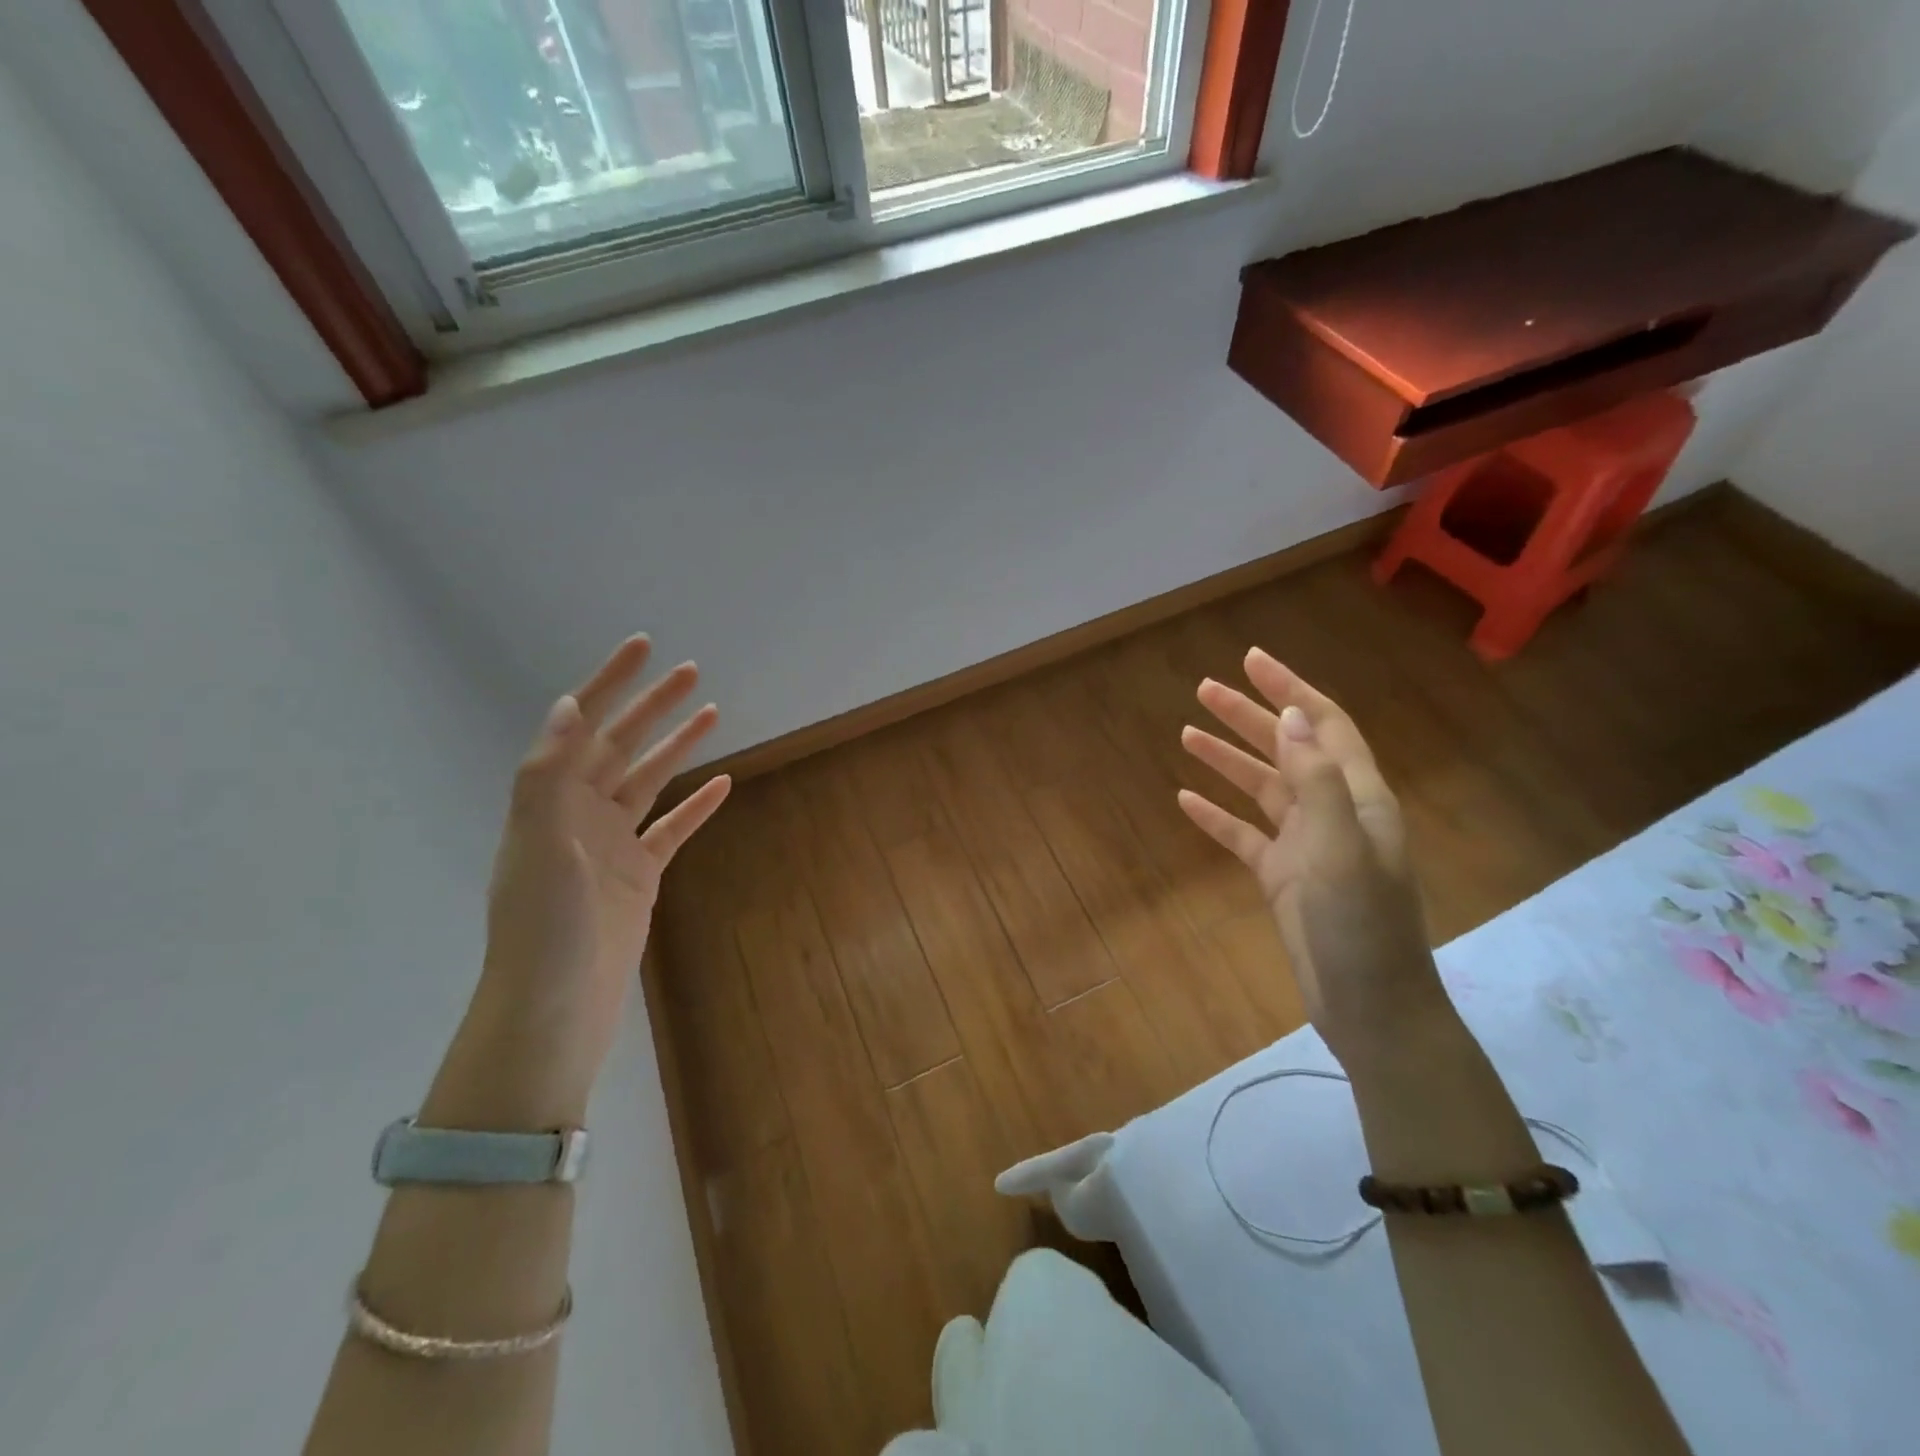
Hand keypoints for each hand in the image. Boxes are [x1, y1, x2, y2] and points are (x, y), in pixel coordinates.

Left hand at [428, 636, 729, 1130]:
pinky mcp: (640, 874)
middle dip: (654, 705)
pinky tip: (723, 783)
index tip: (643, 647)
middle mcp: (580, 814)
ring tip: (712, 711)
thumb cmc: (543, 926)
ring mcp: (612, 844)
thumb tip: (570, 705)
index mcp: (551, 800)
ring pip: (651, 780)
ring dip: (678, 745)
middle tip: (692, 671)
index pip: (584, 726)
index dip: (611, 683)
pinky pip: (673, 828)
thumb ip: (550, 775)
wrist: (555, 1007)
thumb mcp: (539, 845)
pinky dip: (698, 804)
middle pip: (623, 745)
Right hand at [1177, 648, 1447, 1072]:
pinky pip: (1244, 835)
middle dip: (1248, 716)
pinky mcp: (1283, 877)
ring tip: (1186, 733)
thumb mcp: (1340, 846)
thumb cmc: (1361, 924)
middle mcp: (1333, 812)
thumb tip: (1291, 714)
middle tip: (1204, 690)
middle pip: (1287, 749)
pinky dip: (1217, 816)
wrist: (1370, 1007)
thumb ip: (1317, 779)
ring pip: (1261, 789)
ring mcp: (1306, 845)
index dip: (1290, 689)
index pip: (1324, 726)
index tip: (1250, 661)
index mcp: (1359, 797)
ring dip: (1226, 760)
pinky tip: (1185, 801)